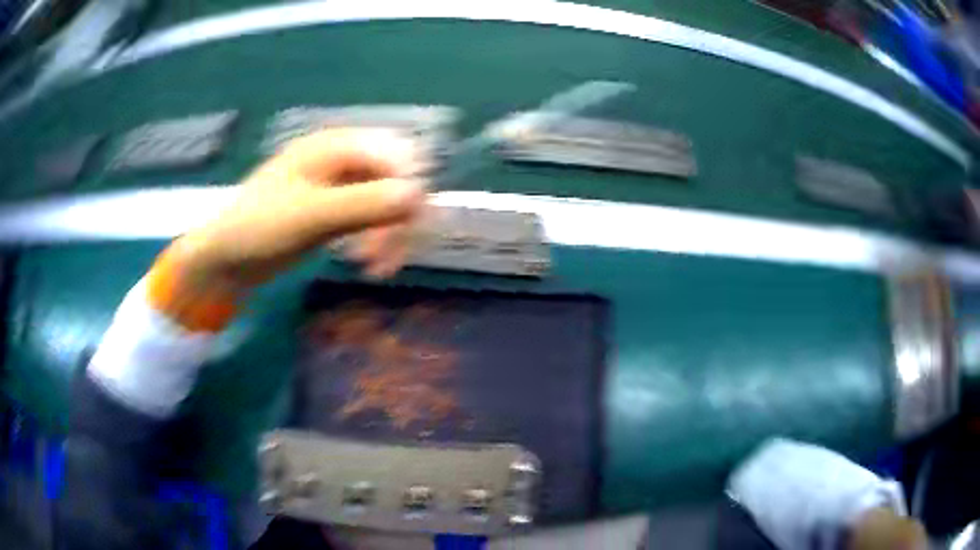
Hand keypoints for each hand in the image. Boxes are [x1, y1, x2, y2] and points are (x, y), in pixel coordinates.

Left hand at [151, 128, 428, 329]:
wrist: (226, 258)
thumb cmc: (257, 228)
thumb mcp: (307, 216)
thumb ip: (361, 204)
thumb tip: (418, 196)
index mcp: (335, 145)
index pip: (397, 154)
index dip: (411, 189)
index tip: (407, 231)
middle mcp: (344, 158)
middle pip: (399, 178)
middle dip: (401, 218)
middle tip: (389, 259)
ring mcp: (342, 184)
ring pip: (390, 200)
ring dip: (392, 233)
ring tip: (378, 268)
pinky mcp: (339, 209)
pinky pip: (375, 217)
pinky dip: (379, 238)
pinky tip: (367, 261)